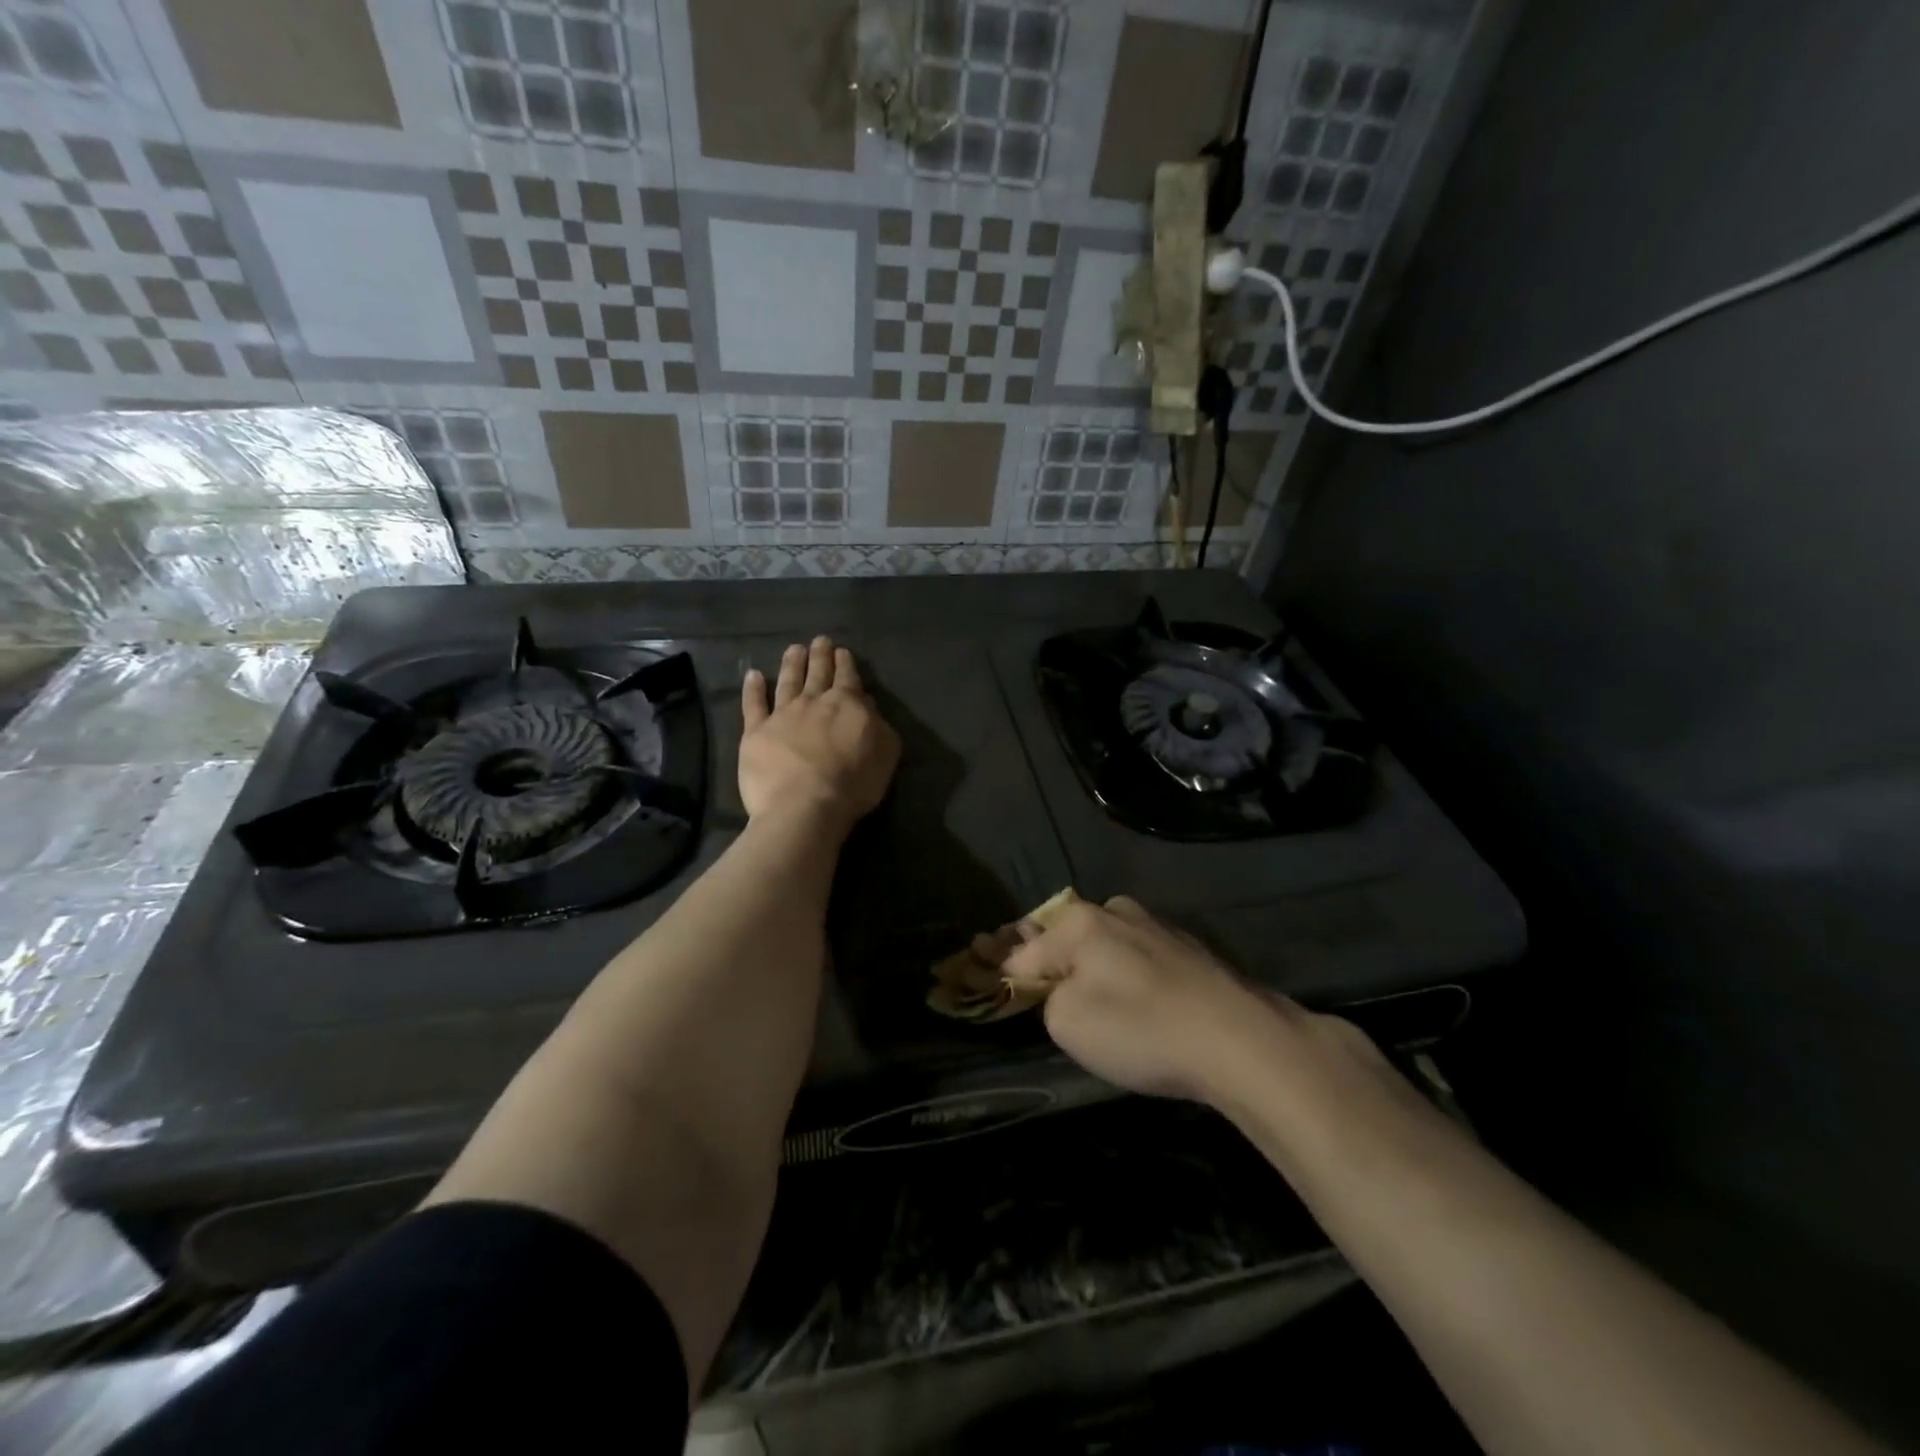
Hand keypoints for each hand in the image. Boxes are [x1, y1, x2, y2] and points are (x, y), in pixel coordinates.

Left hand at [739, 636, 899, 831]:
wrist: (804, 806)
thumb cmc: (853, 784)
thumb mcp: (885, 754)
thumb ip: (879, 726)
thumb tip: (867, 705)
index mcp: (847, 704)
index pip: (848, 678)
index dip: (846, 664)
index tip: (842, 652)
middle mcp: (814, 702)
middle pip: (818, 673)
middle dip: (821, 655)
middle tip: (820, 641)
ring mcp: (782, 714)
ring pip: (788, 681)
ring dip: (792, 663)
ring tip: (794, 649)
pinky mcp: (756, 732)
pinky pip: (753, 705)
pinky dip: (753, 689)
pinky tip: (753, 675)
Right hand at [1002, 895, 1298, 1102]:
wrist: (1239, 1040)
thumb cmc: (1141, 1029)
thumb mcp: (1068, 1023)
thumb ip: (1047, 997)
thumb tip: (1060, 987)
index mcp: (1081, 921)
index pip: (1026, 949)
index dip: (1008, 972)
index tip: (998, 989)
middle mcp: (1116, 910)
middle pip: (1068, 937)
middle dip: (1054, 962)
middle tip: (1049, 998)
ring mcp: (1158, 925)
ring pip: (1107, 944)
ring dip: (1096, 967)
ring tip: (1097, 1002)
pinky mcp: (1190, 947)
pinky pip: (1140, 958)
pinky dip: (1131, 976)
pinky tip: (1141, 1004)